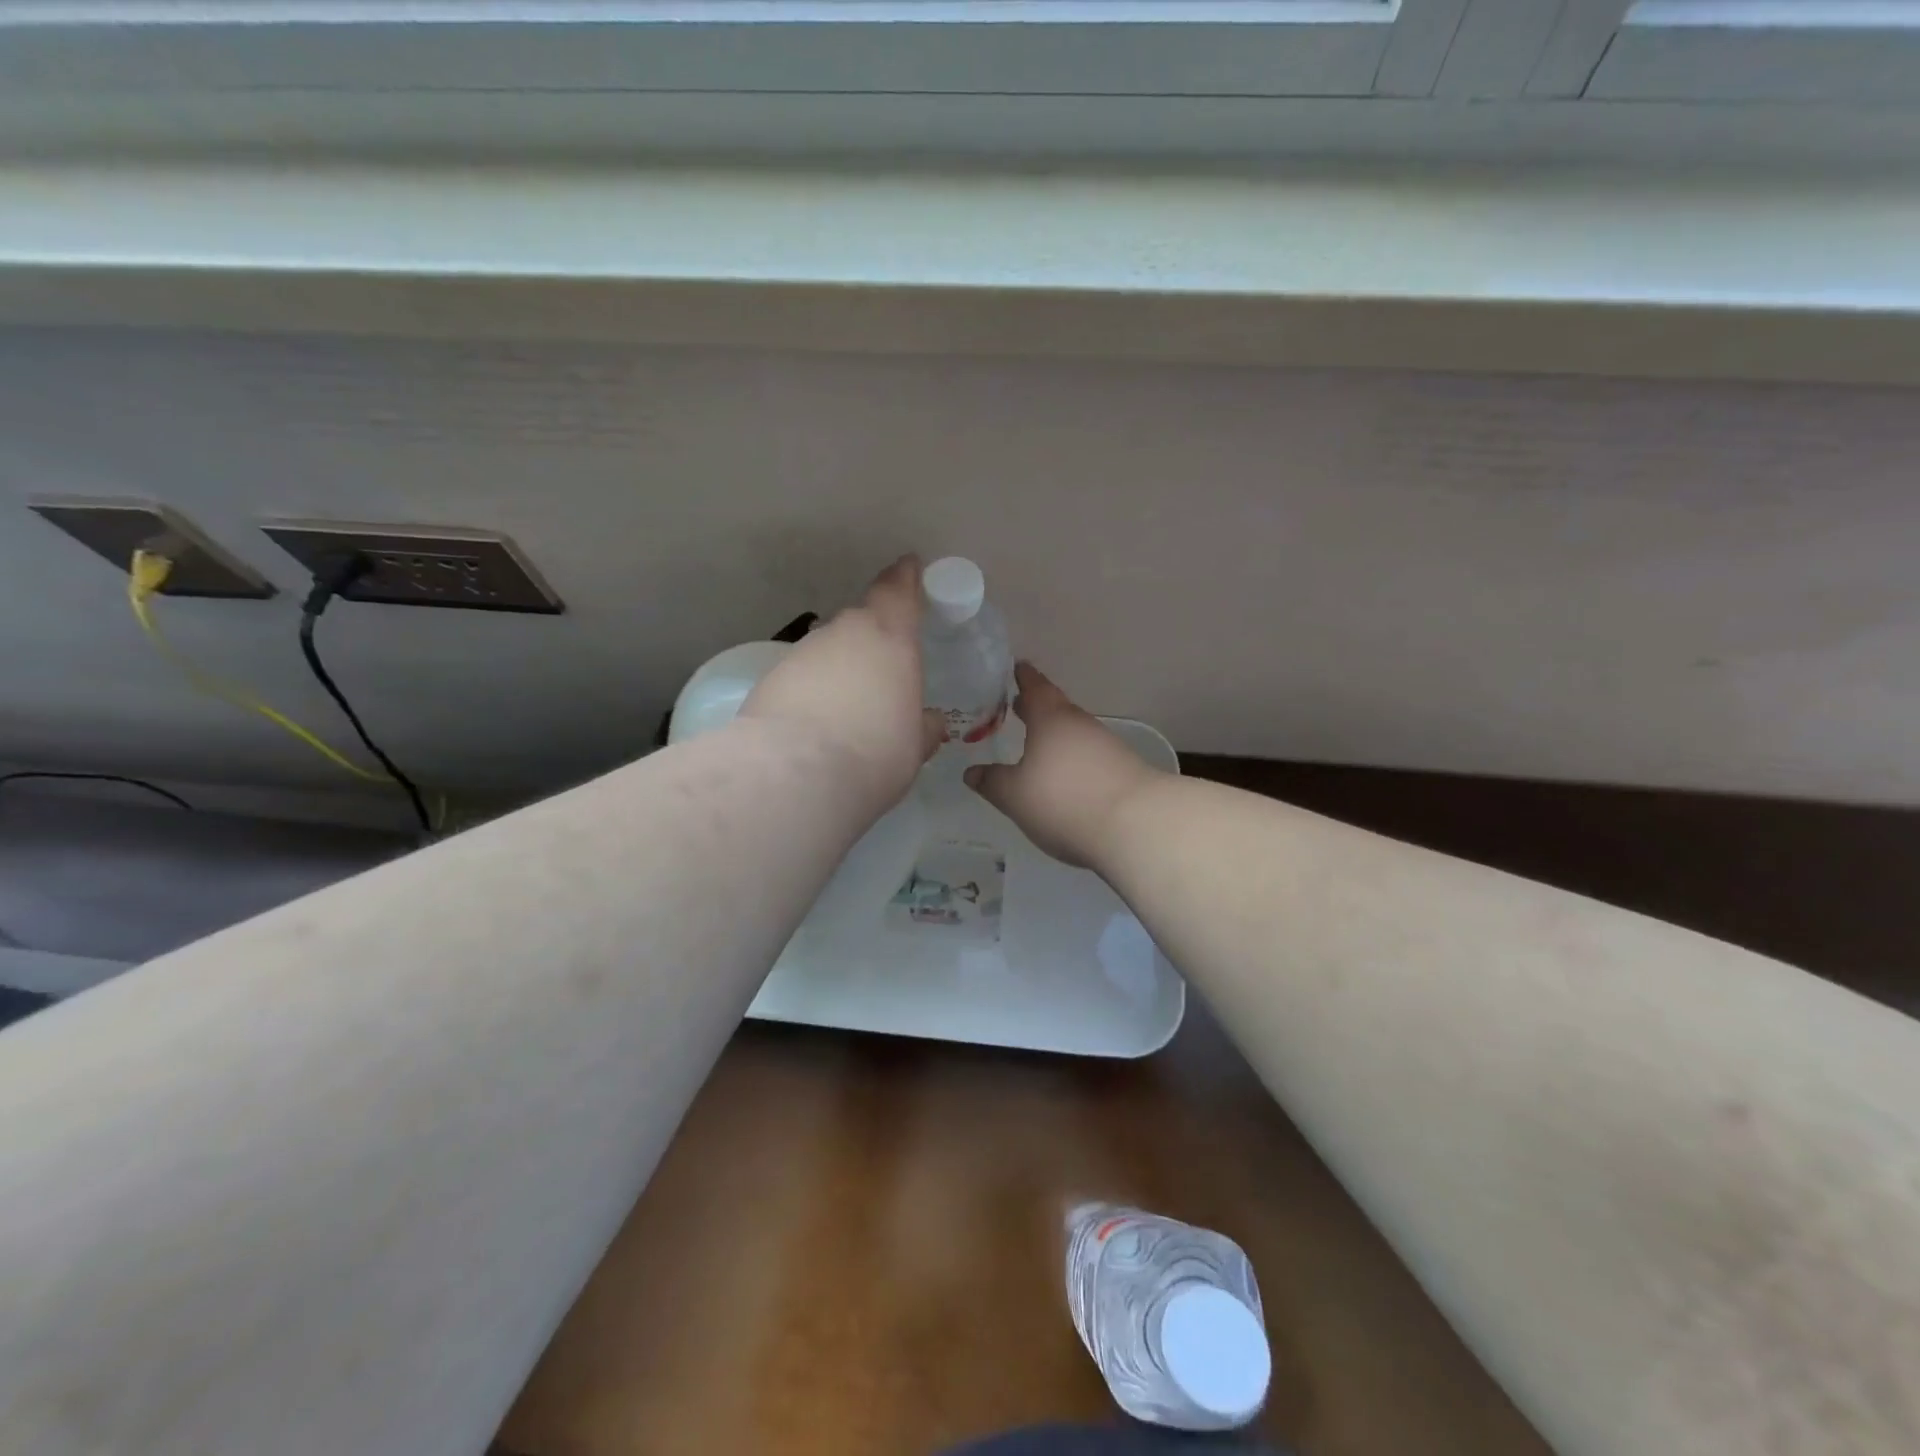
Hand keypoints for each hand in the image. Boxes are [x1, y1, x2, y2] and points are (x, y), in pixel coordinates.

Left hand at [740, 556, 944, 812]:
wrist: (794, 774)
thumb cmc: (875, 752)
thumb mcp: (914, 746)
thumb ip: (923, 727)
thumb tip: (929, 722)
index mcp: (889, 638)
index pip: (897, 590)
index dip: (904, 578)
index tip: (908, 567)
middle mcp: (844, 633)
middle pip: (861, 623)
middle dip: (872, 640)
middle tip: (882, 671)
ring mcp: (802, 653)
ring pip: (828, 651)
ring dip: (839, 671)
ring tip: (847, 710)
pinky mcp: (770, 679)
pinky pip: (802, 678)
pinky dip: (812, 693)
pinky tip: (815, 726)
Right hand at [965, 663, 1161, 868]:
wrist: (1136, 825)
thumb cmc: (1064, 800)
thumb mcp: (1015, 795)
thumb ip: (992, 782)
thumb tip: (972, 773)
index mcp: (1051, 719)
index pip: (1035, 687)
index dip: (1023, 677)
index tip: (1016, 667)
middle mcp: (1080, 725)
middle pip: (1056, 708)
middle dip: (1036, 707)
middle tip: (1017, 705)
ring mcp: (1106, 747)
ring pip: (1074, 733)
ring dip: (1055, 735)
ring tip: (1036, 743)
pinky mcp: (1123, 771)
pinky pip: (1089, 756)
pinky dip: (1072, 758)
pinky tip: (1065, 776)